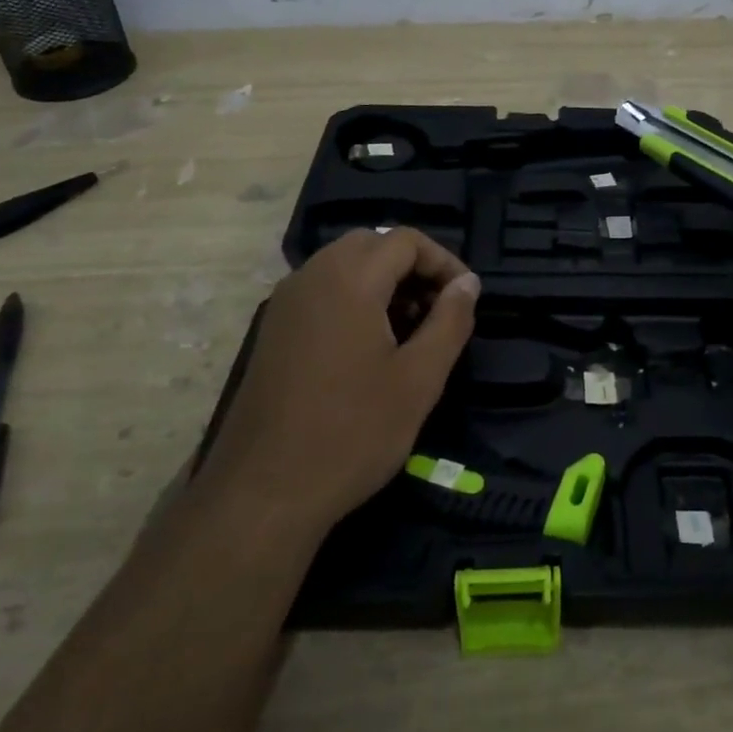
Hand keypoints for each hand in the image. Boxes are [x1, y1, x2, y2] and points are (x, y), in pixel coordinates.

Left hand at [209, 229, 480, 531]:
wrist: (265, 492)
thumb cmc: (353, 432)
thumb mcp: (419, 379)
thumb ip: (450, 321)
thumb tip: (467, 283)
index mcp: (348, 280)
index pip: (404, 240)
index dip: (443, 261)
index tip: (465, 298)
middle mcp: (310, 277)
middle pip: (370, 245)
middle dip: (411, 267)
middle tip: (438, 310)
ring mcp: (285, 303)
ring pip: (342, 266)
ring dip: (382, 283)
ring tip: (410, 331)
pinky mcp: (272, 331)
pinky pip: (321, 292)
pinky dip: (353, 299)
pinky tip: (369, 348)